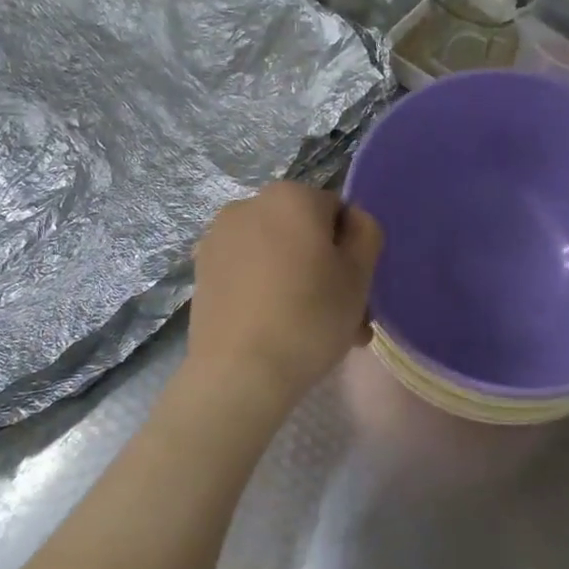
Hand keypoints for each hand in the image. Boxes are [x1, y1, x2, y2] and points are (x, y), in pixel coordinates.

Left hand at [187, 182, 384, 407]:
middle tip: (343, 319)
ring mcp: (219, 238)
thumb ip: (366, 233)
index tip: (357, 291)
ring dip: (299, 283)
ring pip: (276, 255)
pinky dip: (266, 291)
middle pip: (304, 234)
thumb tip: (352, 220)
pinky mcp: (202, 271)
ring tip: (313, 332)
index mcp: (290, 196)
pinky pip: (248, 272)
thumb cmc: (310, 317)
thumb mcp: (359, 274)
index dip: (352, 251)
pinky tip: (276, 329)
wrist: (239, 372)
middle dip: (326, 270)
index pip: (337, 213)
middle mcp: (248, 205)